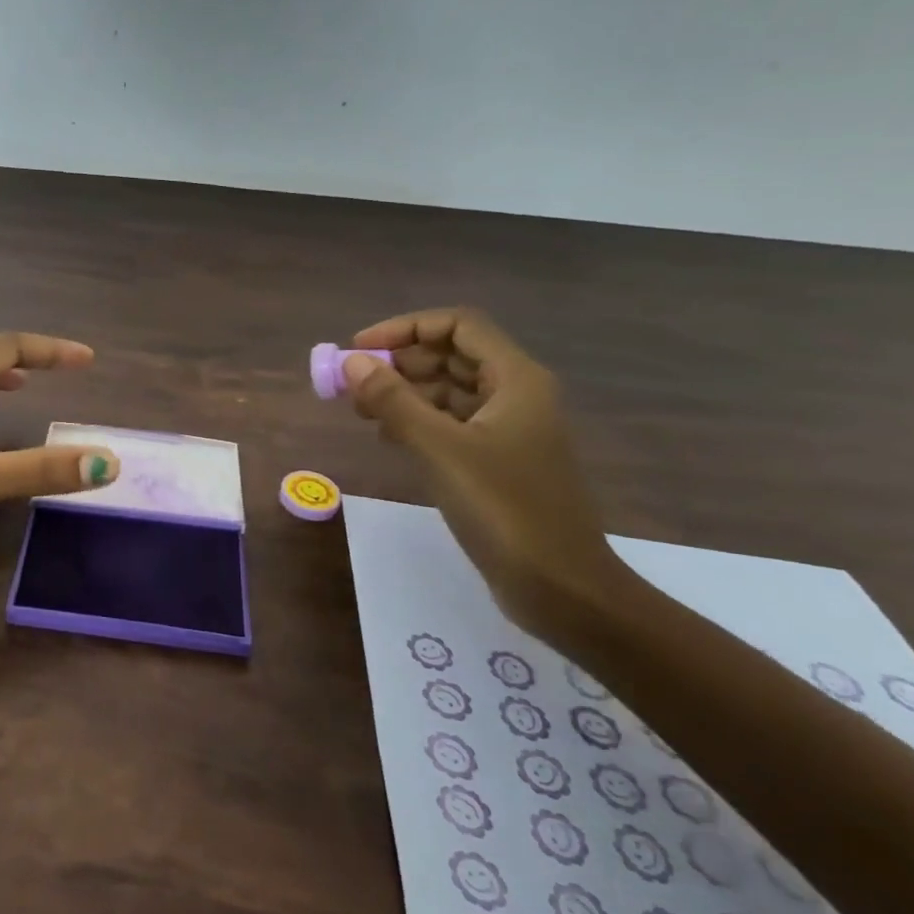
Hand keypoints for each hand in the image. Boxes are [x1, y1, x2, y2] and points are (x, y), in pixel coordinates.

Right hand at [342, 309, 628, 642]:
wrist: (561, 588)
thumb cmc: (505, 510)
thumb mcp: (440, 449)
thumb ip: (393, 401)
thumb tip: (352, 361)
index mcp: (516, 379)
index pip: (457, 325)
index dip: (405, 329)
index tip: (359, 349)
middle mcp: (516, 395)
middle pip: (451, 355)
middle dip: (400, 362)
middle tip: (353, 383)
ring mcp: (509, 429)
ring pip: (449, 390)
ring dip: (405, 392)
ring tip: (363, 410)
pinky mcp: (498, 460)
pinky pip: (452, 423)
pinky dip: (418, 420)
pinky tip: (389, 437)